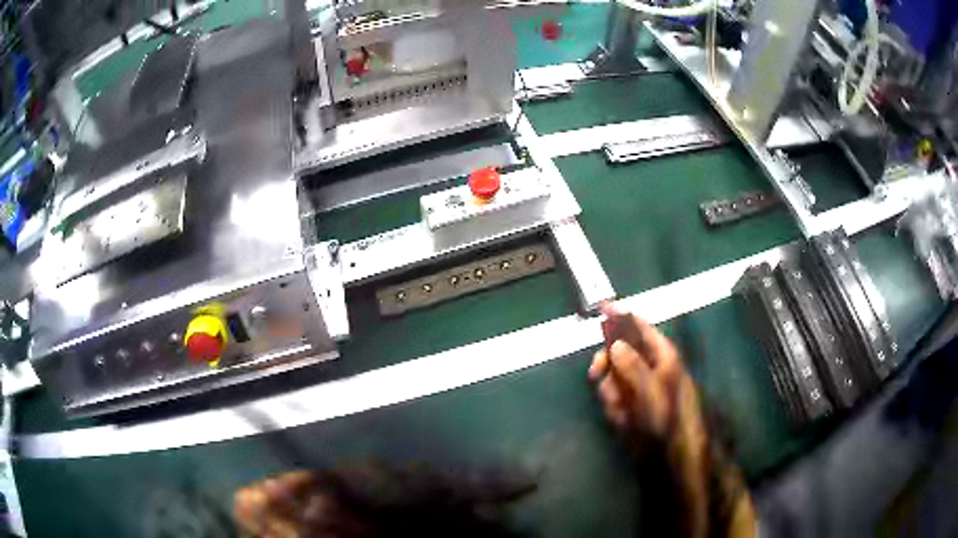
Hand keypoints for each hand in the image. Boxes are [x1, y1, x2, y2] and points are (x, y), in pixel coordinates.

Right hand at [589, 308, 706, 455]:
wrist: (674, 453)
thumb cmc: (668, 416)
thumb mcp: (651, 389)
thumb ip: (632, 365)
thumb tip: (615, 344)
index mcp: (662, 355)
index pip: (641, 327)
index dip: (622, 316)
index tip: (602, 308)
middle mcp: (651, 368)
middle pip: (621, 352)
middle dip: (608, 365)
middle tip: (596, 373)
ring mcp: (641, 388)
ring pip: (614, 377)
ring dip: (611, 393)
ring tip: (620, 409)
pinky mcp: (634, 406)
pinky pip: (615, 399)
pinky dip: (615, 408)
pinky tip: (622, 420)